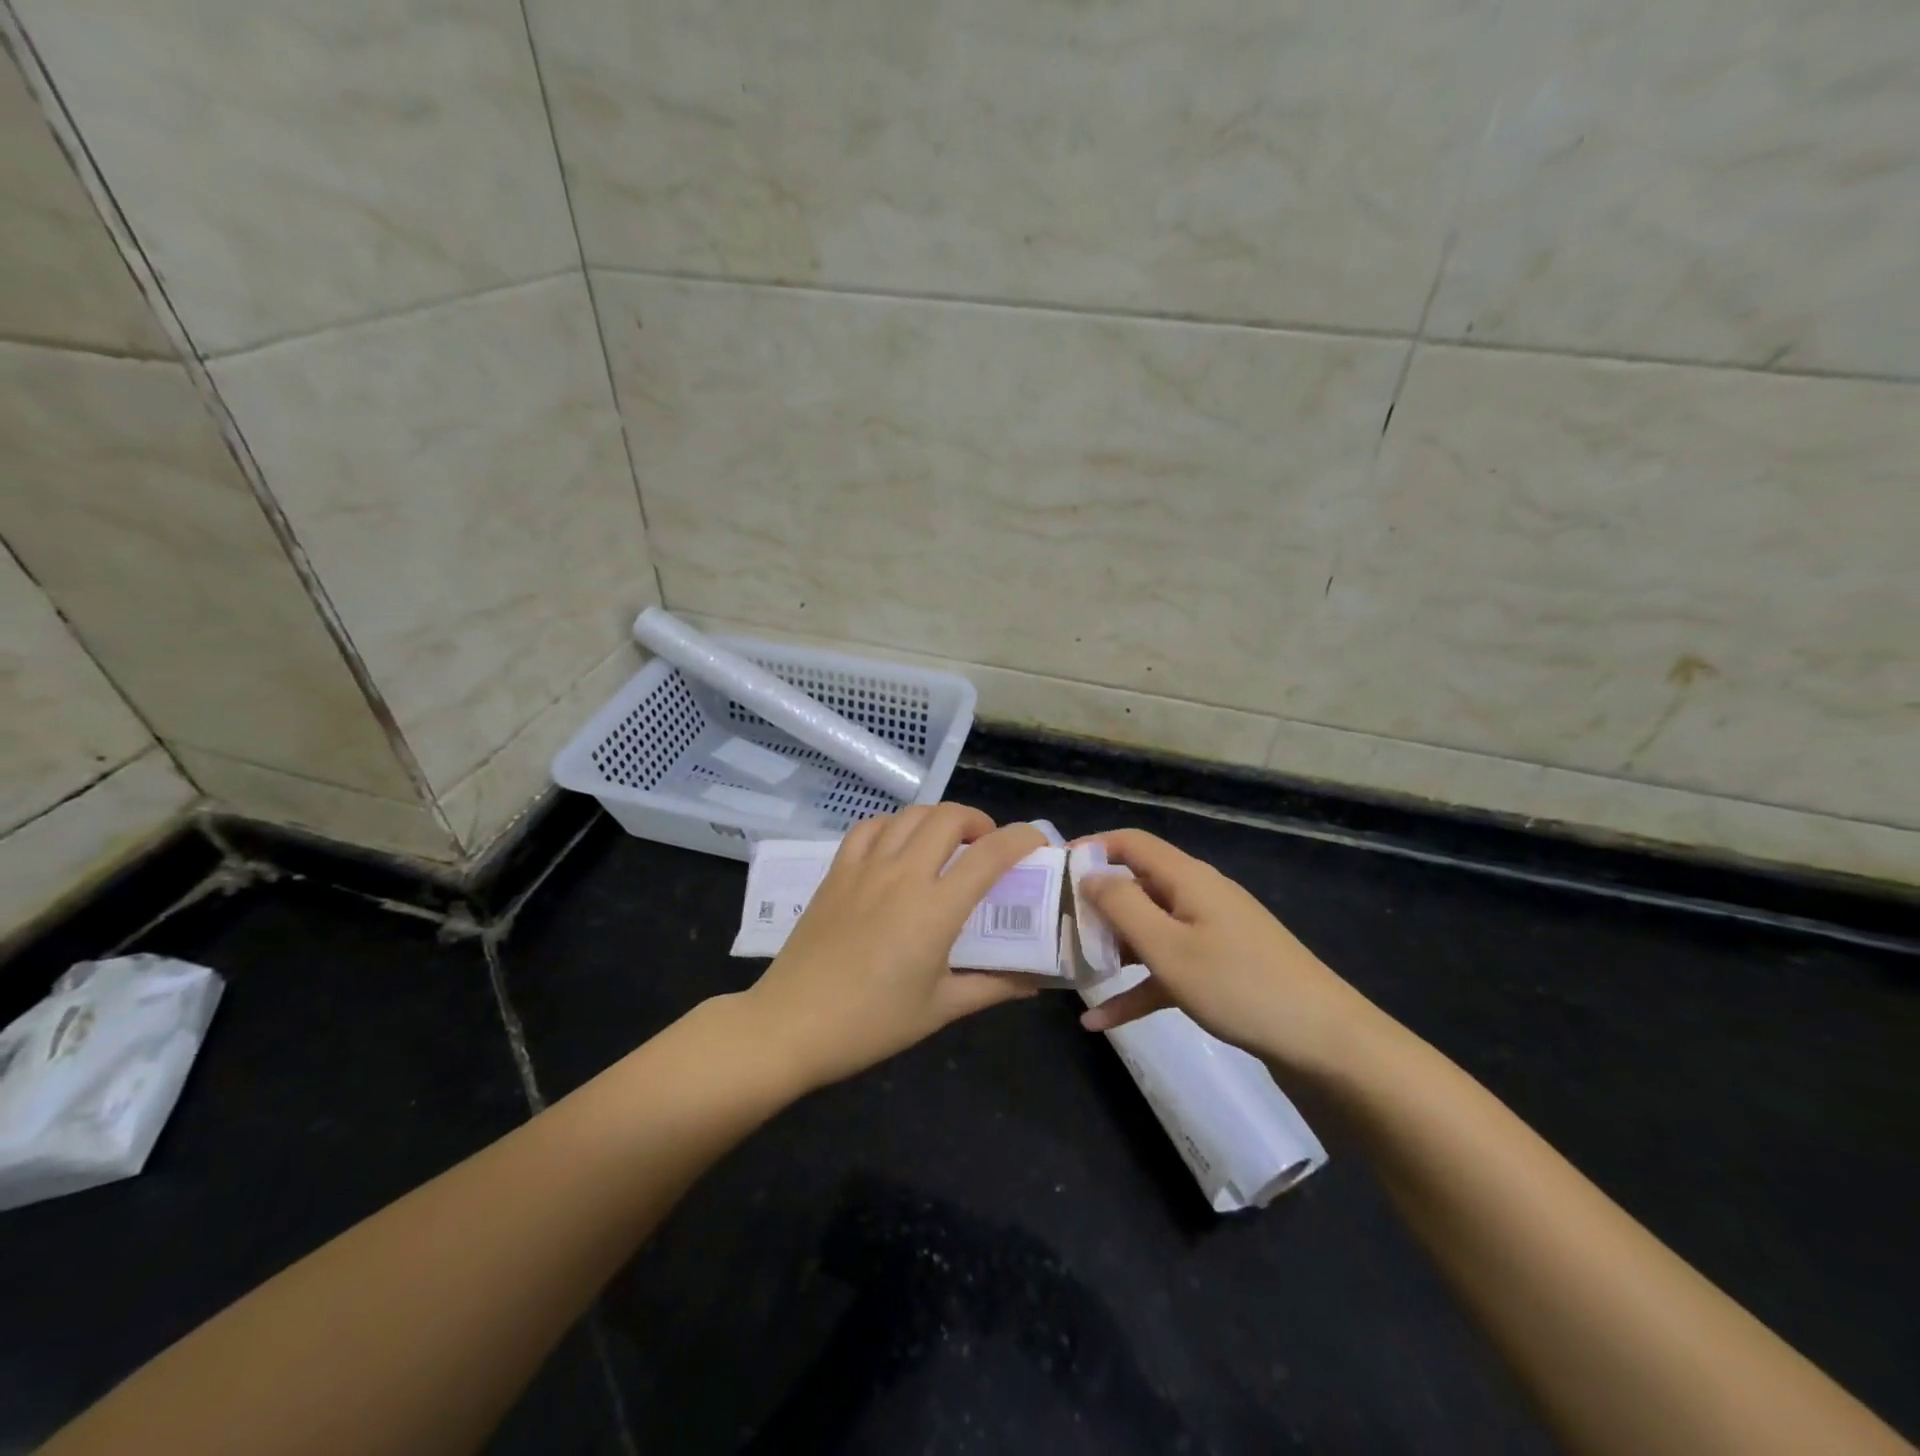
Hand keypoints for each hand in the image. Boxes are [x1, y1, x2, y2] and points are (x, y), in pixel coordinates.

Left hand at [744, 805, 1047, 1089]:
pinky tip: (899, 847)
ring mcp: (865, 867)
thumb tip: (1035, 981)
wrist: (792, 1025)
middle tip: (986, 848)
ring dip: (938, 819)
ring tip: (946, 844)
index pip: (991, 853)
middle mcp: (903, 875)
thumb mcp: (940, 1009)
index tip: (1037, 843)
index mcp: (936, 909)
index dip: (1022, 838)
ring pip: (910, 815)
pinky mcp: (836, 871)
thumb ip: (993, 987)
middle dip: (979, 822)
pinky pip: (870, 827)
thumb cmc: (872, 1023)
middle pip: (949, 817)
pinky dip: (894, 825)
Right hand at [1076, 829, 1380, 1079]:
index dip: (1091, 849)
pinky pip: (1168, 968)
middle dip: (1094, 905)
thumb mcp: (1168, 948)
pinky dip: (1137, 987)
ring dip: (1111, 948)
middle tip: (1054, 928)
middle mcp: (1197, 897)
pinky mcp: (1219, 969)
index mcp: (1187, 879)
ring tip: (1071, 970)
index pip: (1131, 843)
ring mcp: (1211, 934)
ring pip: (1149, 930)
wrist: (1324, 1042)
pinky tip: (1101, 1020)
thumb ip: (1122, 907)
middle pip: (1136, 886)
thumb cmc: (1239, 985)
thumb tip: (1089, 875)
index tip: (1052, 873)